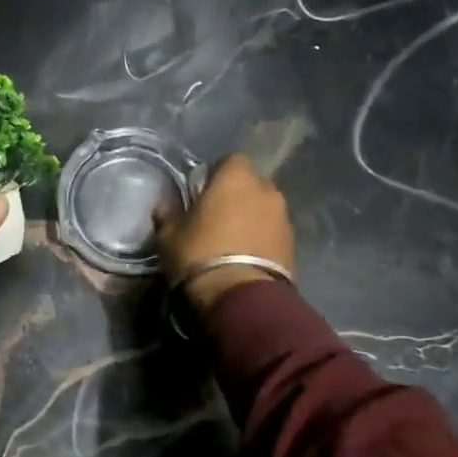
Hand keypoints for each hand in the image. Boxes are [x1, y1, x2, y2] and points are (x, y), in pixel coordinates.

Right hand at [154, 154, 294, 316]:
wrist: (240, 296)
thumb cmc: (199, 255)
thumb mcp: (169, 235)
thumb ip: (168, 214)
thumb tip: (164, 205)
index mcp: (235, 177)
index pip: (230, 160)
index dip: (216, 174)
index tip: (201, 192)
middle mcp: (266, 189)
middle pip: (251, 183)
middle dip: (237, 195)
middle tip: (217, 215)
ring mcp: (283, 216)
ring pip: (264, 208)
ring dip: (251, 217)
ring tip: (233, 239)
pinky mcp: (293, 243)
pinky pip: (273, 231)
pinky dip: (262, 237)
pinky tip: (246, 255)